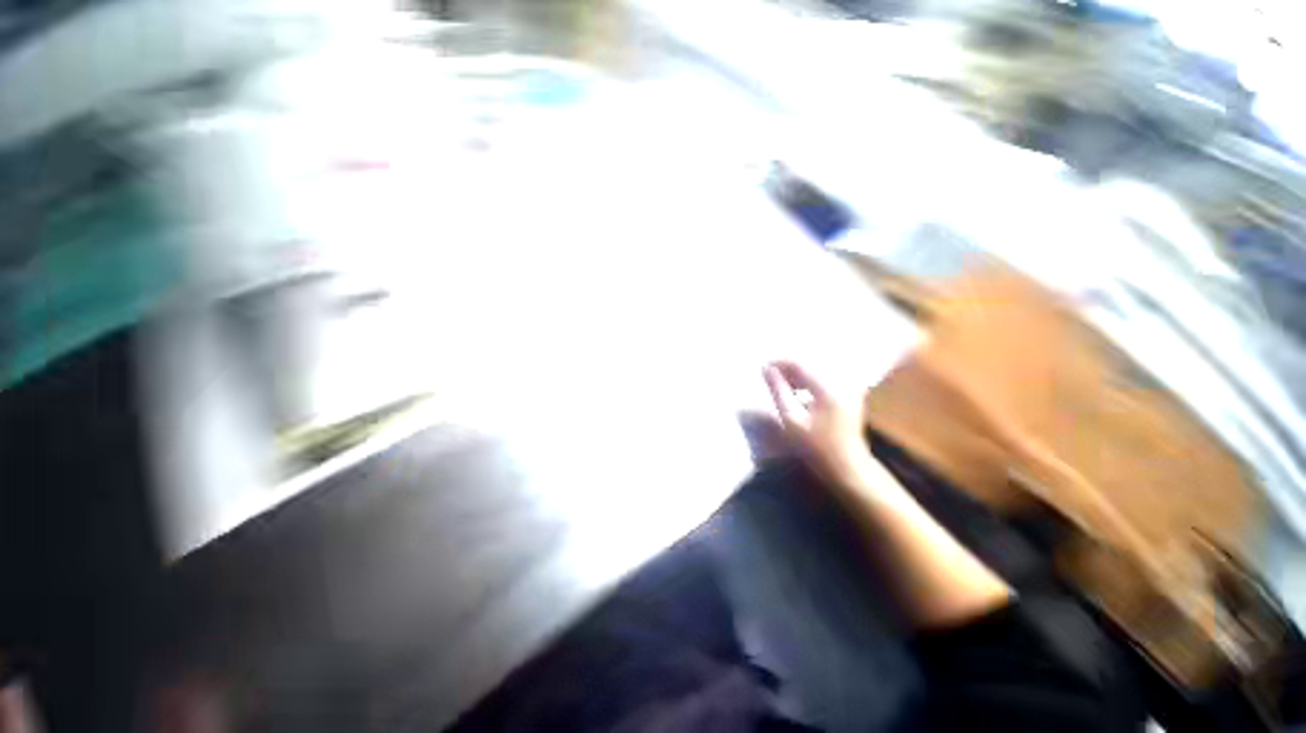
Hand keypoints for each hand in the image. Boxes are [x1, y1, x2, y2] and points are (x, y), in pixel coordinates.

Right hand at [763, 360, 877, 488]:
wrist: (847, 467)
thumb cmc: (816, 447)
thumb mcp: (791, 419)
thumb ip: (778, 391)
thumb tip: (766, 369)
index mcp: (828, 388)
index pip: (800, 363)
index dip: (779, 362)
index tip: (762, 367)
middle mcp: (842, 382)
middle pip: (810, 364)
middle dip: (787, 368)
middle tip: (769, 376)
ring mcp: (849, 387)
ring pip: (817, 370)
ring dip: (797, 374)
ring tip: (780, 384)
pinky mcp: (850, 393)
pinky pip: (825, 378)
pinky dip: (808, 381)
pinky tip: (796, 390)